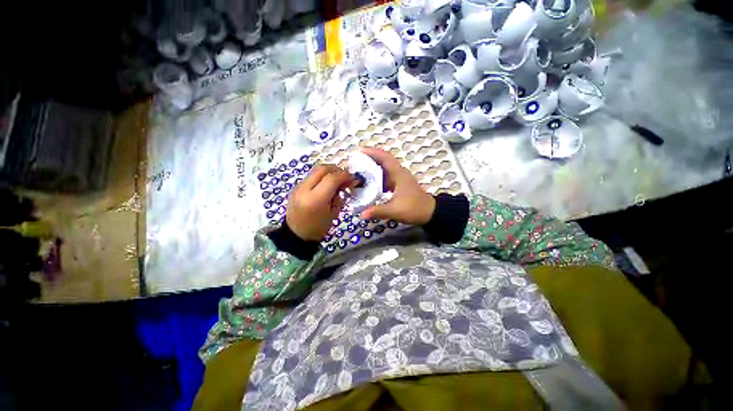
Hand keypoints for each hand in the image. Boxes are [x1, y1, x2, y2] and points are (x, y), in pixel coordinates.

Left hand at [286, 164, 354, 240]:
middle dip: (336, 169)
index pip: (332, 178)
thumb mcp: (334, 213)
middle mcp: (304, 189)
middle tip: (345, 176)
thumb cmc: (318, 228)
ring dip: (329, 172)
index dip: (345, 175)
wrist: (296, 235)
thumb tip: (345, 183)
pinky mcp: (296, 187)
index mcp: (316, 199)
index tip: (353, 178)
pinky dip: (322, 177)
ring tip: (337, 180)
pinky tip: (326, 185)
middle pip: (322, 169)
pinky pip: (311, 176)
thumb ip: (339, 196)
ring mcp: (298, 187)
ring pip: (316, 170)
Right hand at [359, 147, 435, 224]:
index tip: (360, 151)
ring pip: (386, 168)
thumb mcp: (395, 211)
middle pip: (384, 160)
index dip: (372, 152)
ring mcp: (401, 178)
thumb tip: (361, 214)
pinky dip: (378, 176)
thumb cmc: (414, 209)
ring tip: (360, 169)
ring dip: (374, 166)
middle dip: (371, 157)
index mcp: (399, 175)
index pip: (385, 158)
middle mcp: (400, 173)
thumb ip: (378, 211)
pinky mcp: (401, 184)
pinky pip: (387, 176)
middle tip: (356, 160)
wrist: (430, 213)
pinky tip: (371, 182)